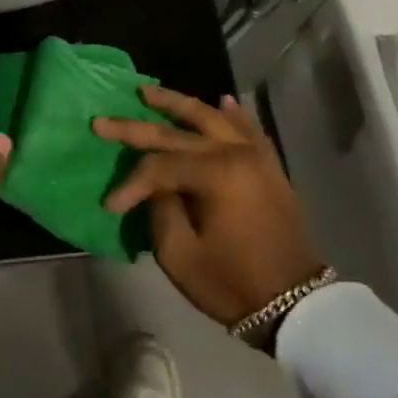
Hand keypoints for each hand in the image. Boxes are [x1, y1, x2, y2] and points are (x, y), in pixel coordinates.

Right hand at [93, 88, 324, 328]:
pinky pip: (249, 130)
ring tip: (147, 92)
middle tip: (102, 121)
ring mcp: (257, 158)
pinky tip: (221, 100)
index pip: (159, 166)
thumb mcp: (180, 254)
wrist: (295, 305)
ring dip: (178, 104)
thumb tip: (155, 187)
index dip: (130, 183)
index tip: (110, 205)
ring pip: (212, 118)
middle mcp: (237, 154)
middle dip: (136, 128)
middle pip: (178, 134)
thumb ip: (160, 209)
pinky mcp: (269, 168)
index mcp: (216, 174)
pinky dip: (232, 114)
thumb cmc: (232, 283)